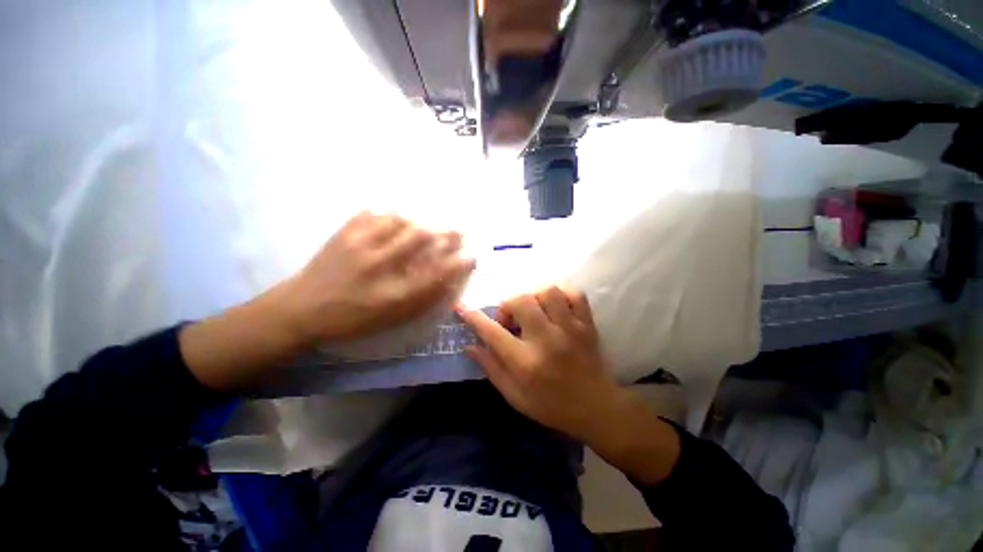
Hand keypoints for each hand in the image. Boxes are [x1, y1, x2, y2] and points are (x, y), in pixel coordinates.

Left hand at [280, 211, 474, 345]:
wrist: (301, 309)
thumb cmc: (352, 320)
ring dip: (421, 220)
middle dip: (445, 232)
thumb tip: (446, 282)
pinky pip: (373, 212)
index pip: (435, 273)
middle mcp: (378, 266)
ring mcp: (359, 245)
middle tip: (458, 230)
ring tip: (429, 223)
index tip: (472, 255)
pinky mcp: (344, 232)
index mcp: (391, 294)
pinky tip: (398, 215)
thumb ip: (421, 300)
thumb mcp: (391, 319)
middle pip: (420, 238)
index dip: (457, 263)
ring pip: (400, 220)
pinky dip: (392, 211)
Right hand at [458, 286, 680, 483]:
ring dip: (534, 296)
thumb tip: (469, 345)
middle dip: (508, 304)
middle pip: (521, 301)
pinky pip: (575, 294)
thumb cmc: (551, 406)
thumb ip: (491, 368)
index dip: (473, 317)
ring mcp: (570, 329)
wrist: (596, 409)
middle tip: (511, 319)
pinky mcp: (587, 324)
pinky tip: (555, 307)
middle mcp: (547, 340)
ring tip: (533, 310)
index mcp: (526, 362)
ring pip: (548, 291)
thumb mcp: (514, 396)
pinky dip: (562, 294)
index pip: (492, 332)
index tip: (461, 306)